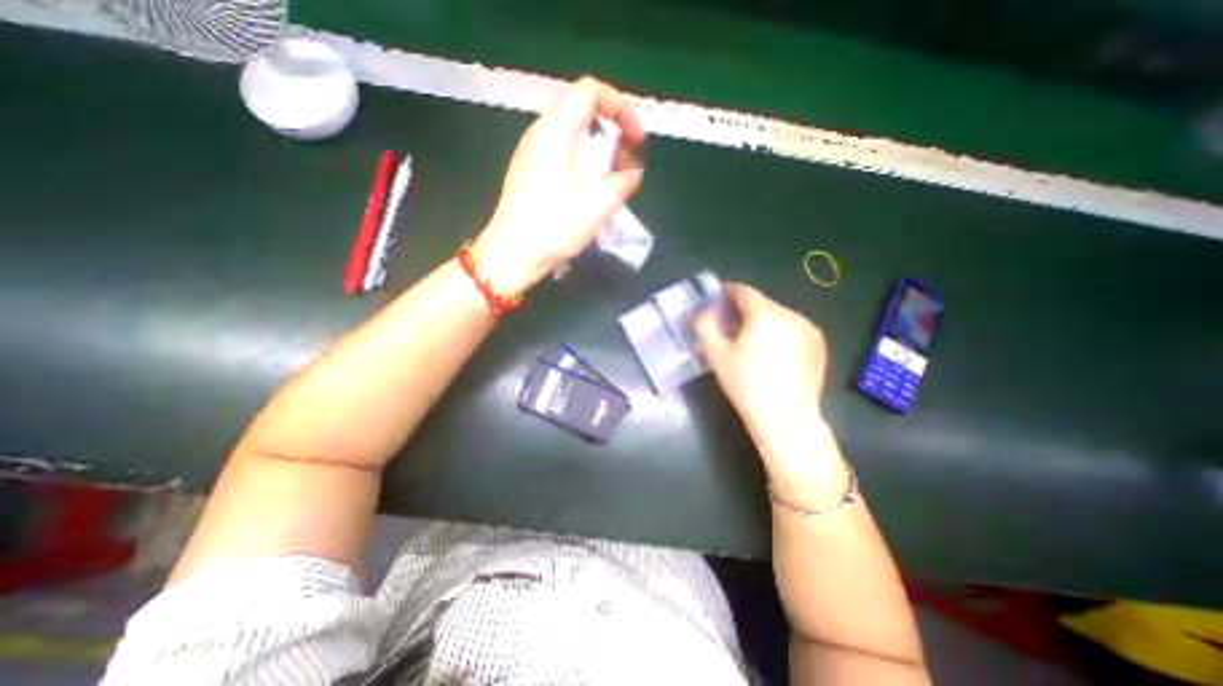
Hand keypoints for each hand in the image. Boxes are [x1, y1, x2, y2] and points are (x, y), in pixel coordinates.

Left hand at [470, 75, 642, 296]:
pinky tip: (592, 188)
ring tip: (614, 178)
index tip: (636, 141)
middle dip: (613, 130)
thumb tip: (634, 173)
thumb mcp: (596, 206)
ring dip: (600, 148)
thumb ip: (622, 182)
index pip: (591, 91)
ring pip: (574, 132)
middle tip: (627, 163)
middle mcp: (540, 133)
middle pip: (583, 109)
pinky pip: (563, 150)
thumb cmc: (552, 229)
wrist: (513, 255)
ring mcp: (533, 152)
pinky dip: (585, 160)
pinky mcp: (531, 170)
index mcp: (554, 132)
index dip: (621, 108)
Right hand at [693, 287, 846, 489]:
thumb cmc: (746, 384)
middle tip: (730, 325)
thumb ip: (705, 325)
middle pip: (762, 304)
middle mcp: (791, 314)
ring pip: (778, 316)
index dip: (727, 291)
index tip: (716, 297)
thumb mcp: (716, 354)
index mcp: (765, 314)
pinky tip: (774, 353)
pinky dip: (780, 333)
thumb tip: (703, 310)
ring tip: (752, 341)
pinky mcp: (819, 345)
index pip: (743, 291)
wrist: (786, 418)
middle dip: (744, 310)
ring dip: (763, 321)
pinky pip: (793, 329)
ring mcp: (809, 329)